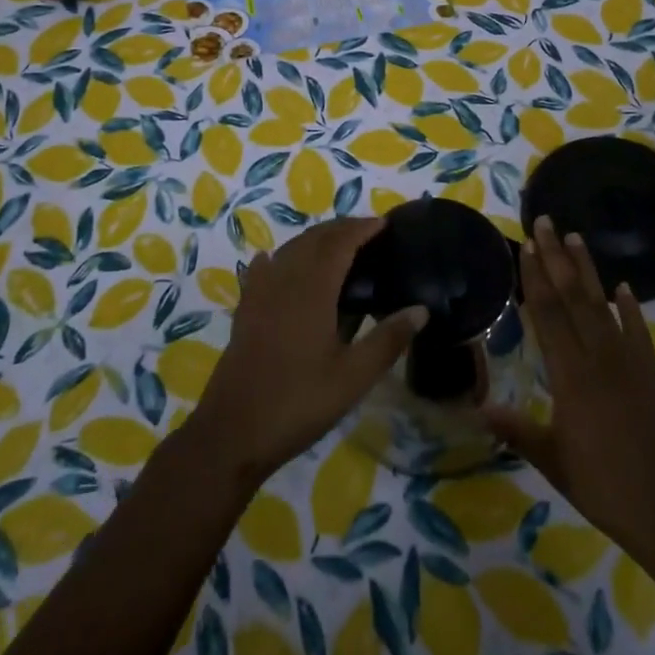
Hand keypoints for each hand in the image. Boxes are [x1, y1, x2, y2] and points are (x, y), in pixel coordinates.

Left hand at [187, 217, 427, 480]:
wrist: (233, 431)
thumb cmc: (299, 402)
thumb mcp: (353, 377)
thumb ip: (388, 339)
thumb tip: (421, 309)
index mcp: (312, 289)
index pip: (339, 242)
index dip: (362, 228)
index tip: (384, 223)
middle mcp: (284, 280)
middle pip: (313, 239)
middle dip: (341, 229)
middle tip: (368, 233)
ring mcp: (260, 294)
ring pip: (289, 250)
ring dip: (314, 240)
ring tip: (338, 247)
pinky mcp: (245, 311)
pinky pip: (265, 269)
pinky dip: (281, 258)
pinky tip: (279, 264)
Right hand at [485, 217, 654, 561]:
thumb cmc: (604, 487)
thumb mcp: (553, 461)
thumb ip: (517, 429)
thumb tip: (477, 407)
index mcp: (571, 376)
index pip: (548, 315)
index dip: (536, 278)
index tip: (526, 245)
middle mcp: (599, 359)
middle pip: (574, 298)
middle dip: (558, 258)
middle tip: (546, 222)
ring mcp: (629, 364)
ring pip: (604, 306)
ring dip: (588, 271)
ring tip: (577, 238)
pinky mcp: (650, 376)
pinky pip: (638, 333)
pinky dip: (631, 308)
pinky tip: (624, 288)